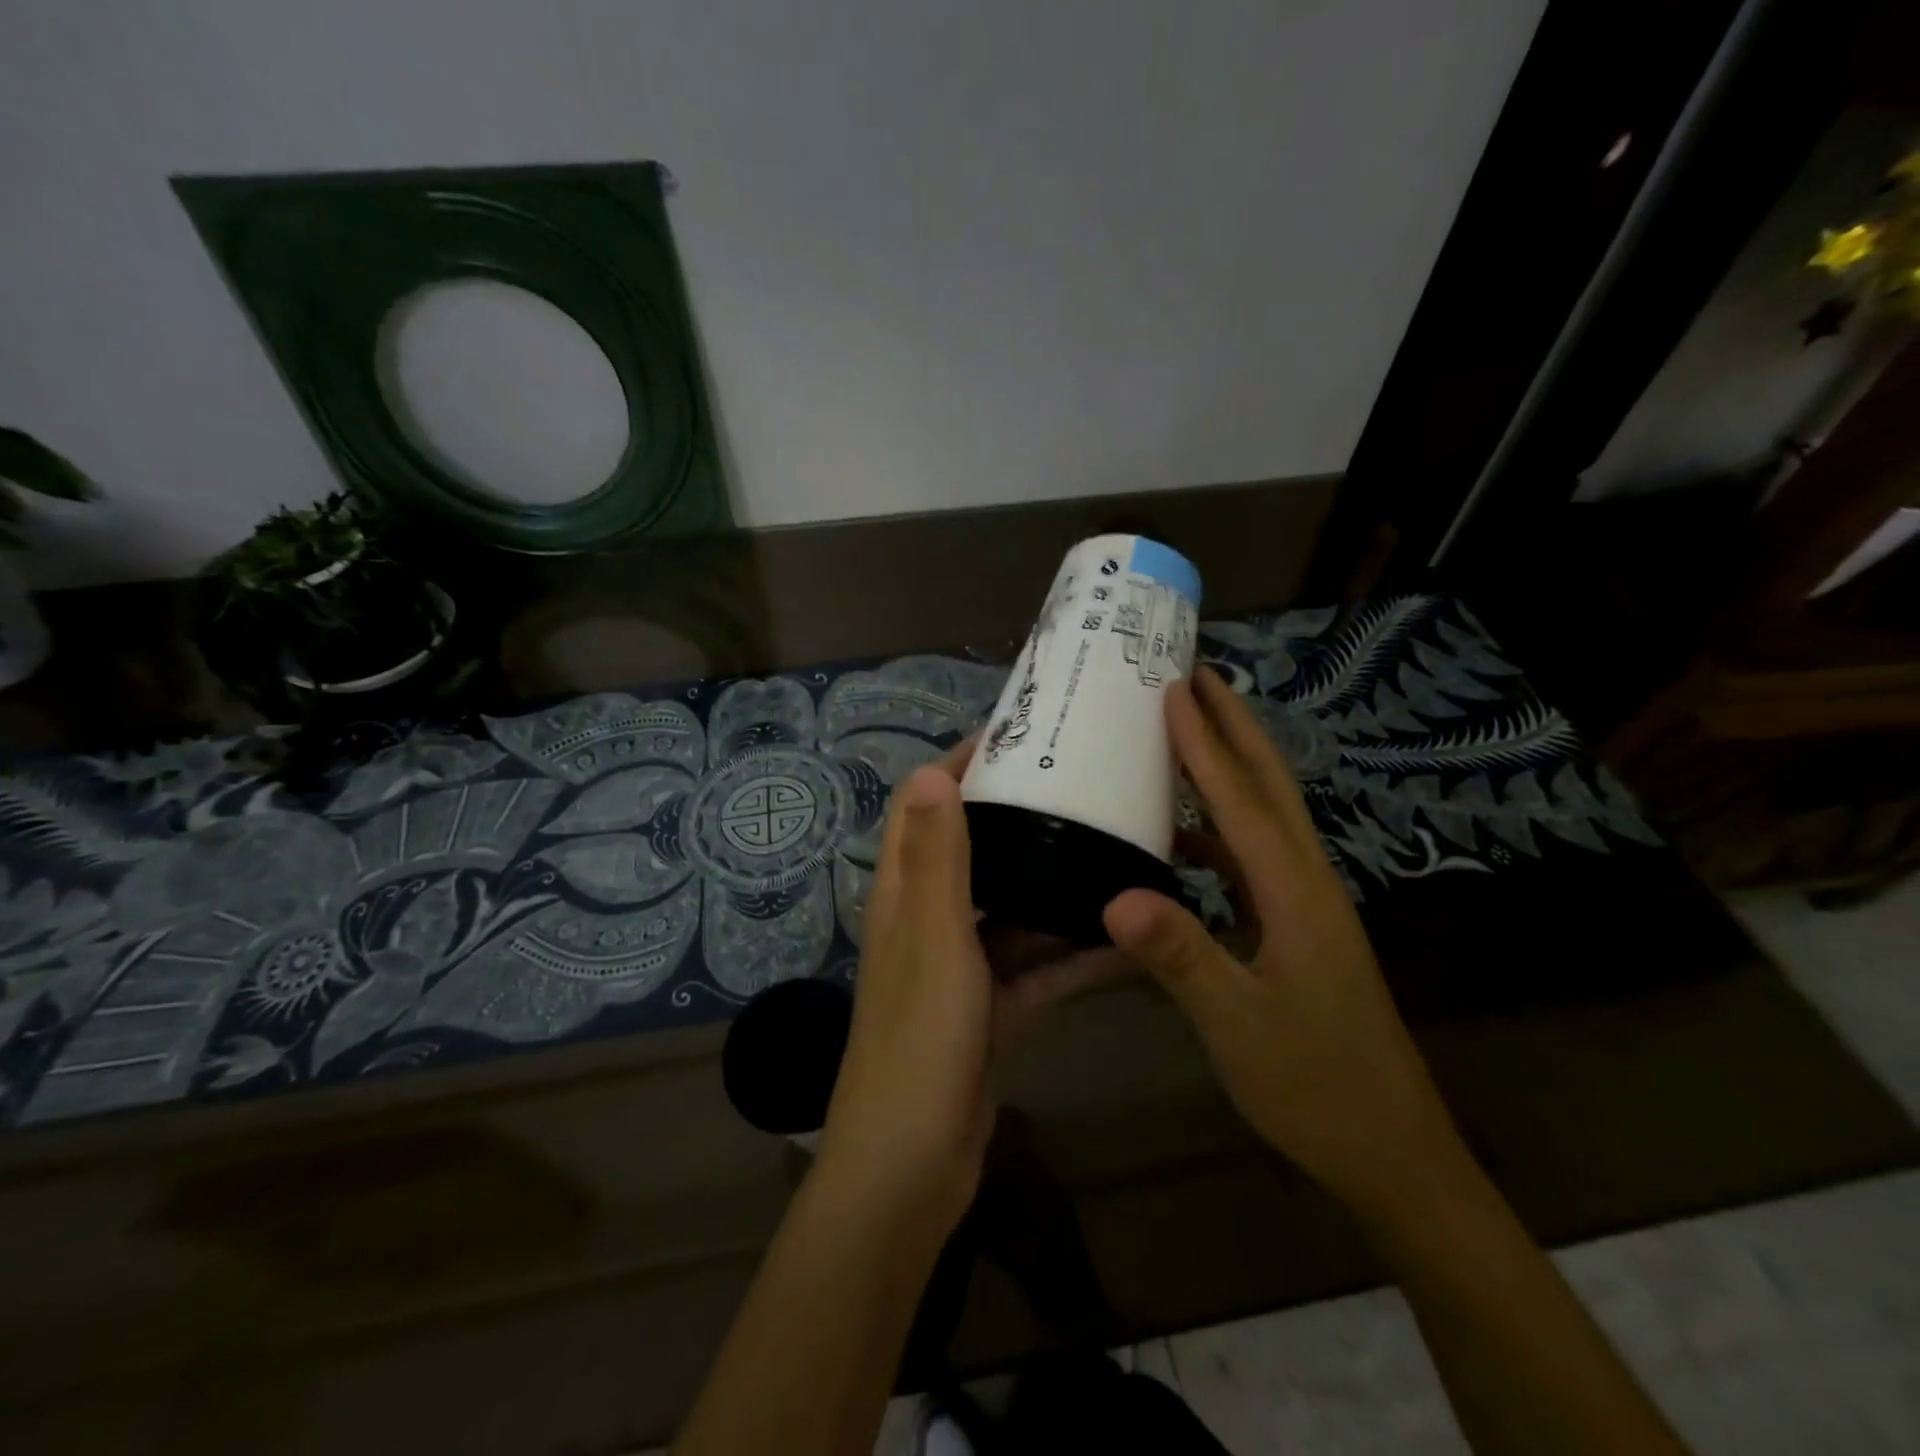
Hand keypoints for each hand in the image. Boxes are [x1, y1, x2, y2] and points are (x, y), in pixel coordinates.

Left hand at [814, 742, 1124, 1230]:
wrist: (912, 1168)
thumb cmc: (918, 1042)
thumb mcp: (933, 939)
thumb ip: (936, 859)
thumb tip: (933, 770)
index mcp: (904, 892)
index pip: (923, 805)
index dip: (961, 764)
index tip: (1019, 736)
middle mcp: (931, 919)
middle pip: (975, 848)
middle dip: (1020, 814)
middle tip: (1085, 784)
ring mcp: (964, 965)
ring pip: (1014, 907)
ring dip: (1054, 883)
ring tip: (1115, 845)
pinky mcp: (994, 1008)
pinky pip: (1040, 966)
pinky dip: (1074, 953)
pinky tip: (1126, 934)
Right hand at [1103, 667, 1465, 1215]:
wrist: (1390, 1150)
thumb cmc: (1314, 1085)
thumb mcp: (1239, 1026)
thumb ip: (1181, 957)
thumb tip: (1115, 894)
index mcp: (1295, 892)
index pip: (1240, 799)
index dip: (1204, 742)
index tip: (1173, 687)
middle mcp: (1306, 882)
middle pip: (1269, 786)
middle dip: (1234, 726)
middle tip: (1196, 676)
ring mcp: (1306, 905)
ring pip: (1265, 815)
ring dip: (1230, 767)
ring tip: (1188, 732)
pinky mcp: (1297, 928)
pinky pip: (1253, 855)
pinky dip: (1219, 826)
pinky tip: (1184, 836)